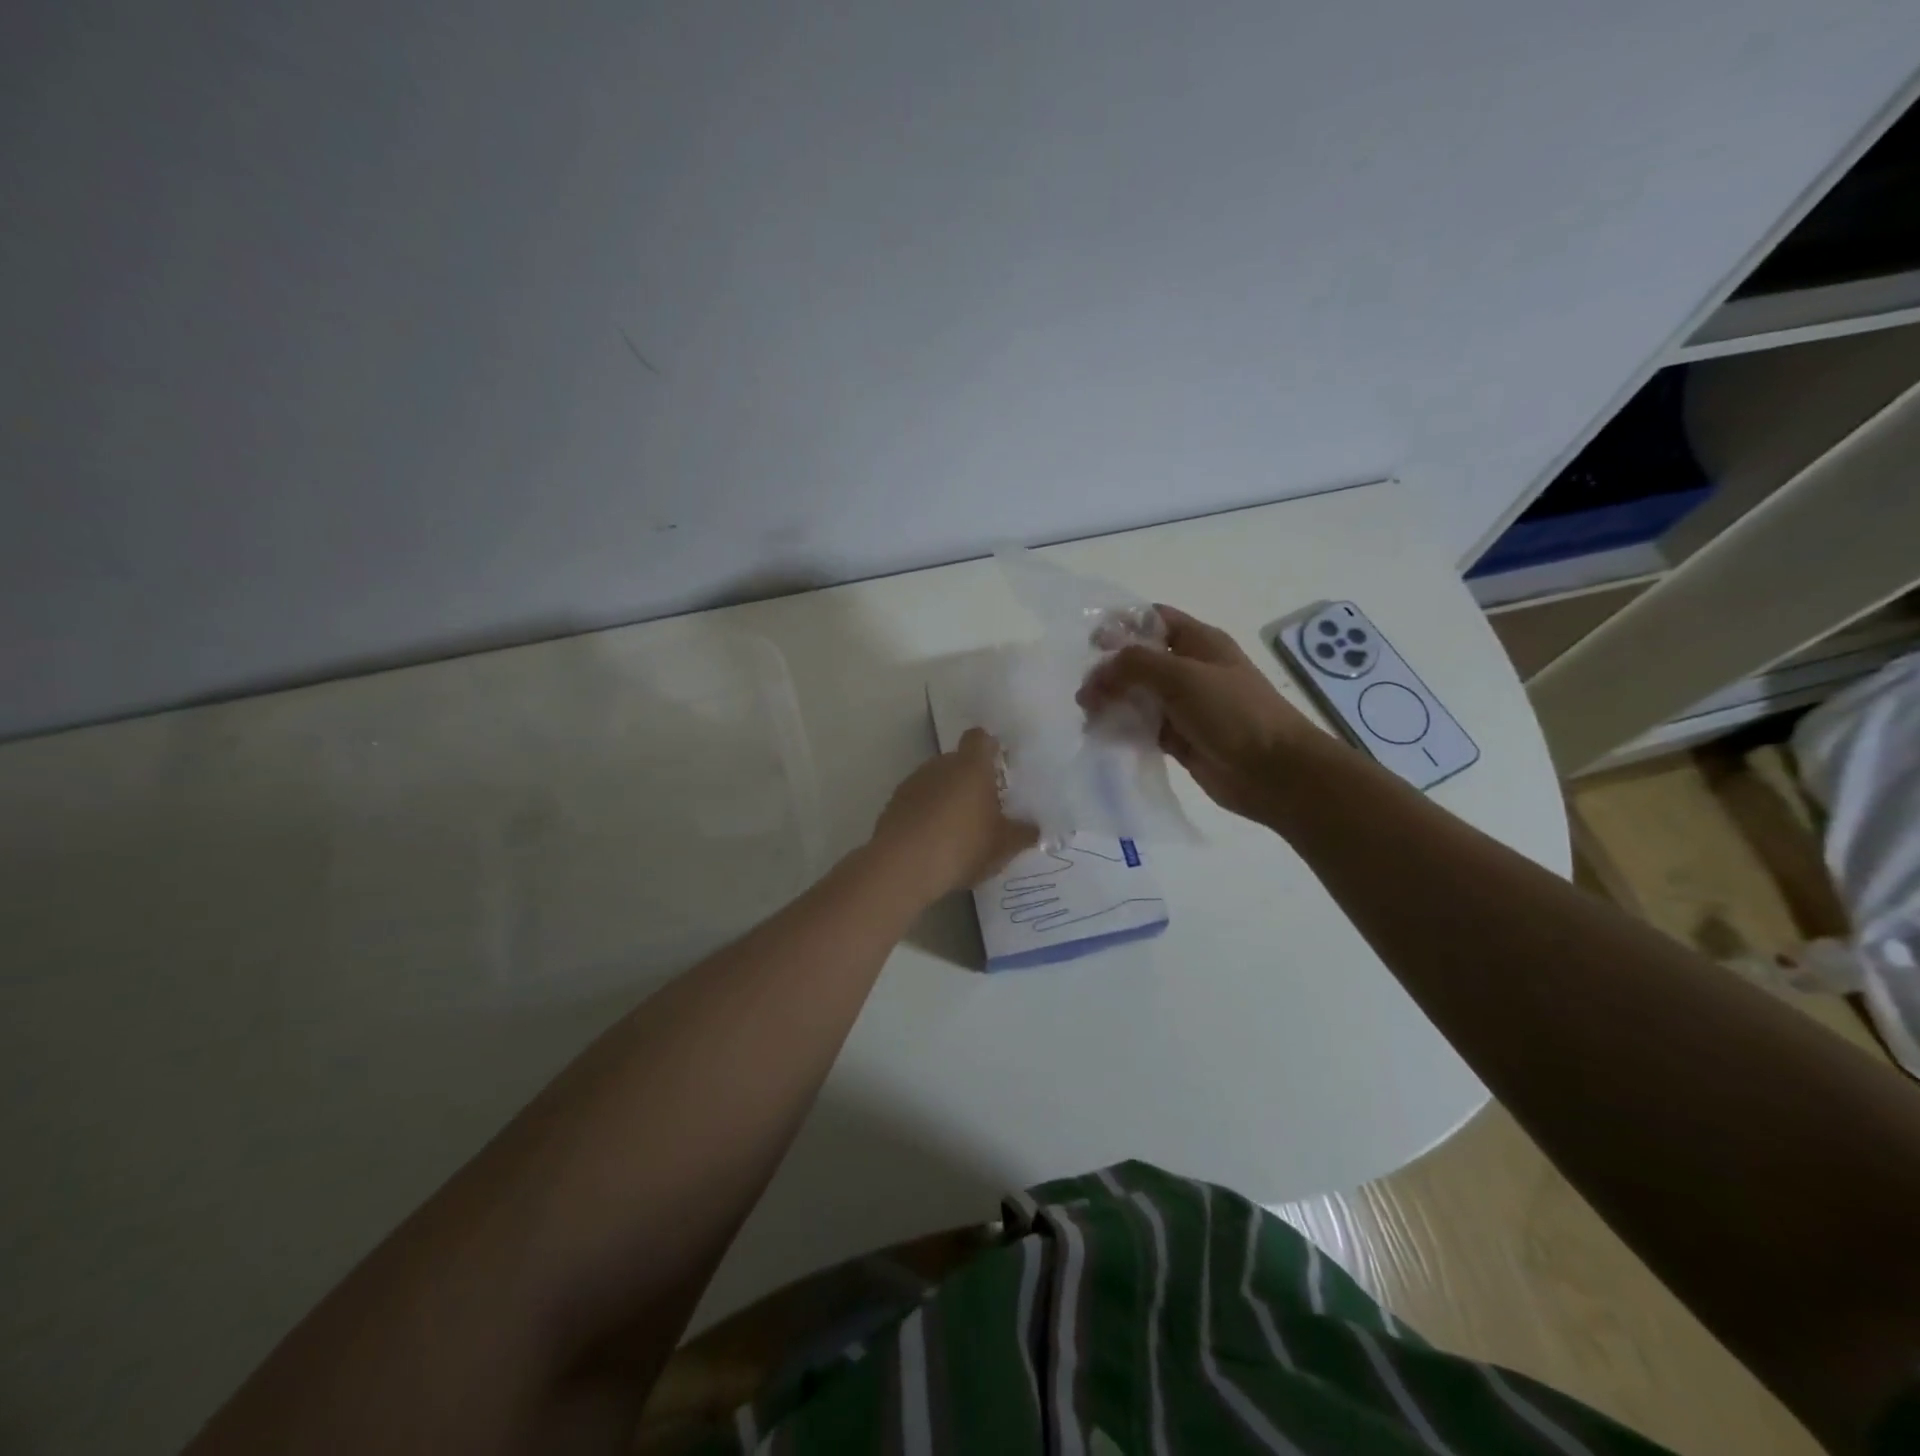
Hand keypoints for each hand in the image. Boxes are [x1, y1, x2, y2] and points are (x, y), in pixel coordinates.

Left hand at [870, 728, 1037, 902]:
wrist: (901, 867)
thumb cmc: (962, 846)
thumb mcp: (1003, 846)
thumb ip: (1023, 834)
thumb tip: (1034, 828)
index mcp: (971, 767)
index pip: (980, 738)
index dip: (990, 748)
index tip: (999, 766)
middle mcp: (940, 765)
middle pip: (958, 762)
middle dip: (970, 780)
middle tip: (985, 808)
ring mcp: (913, 783)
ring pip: (936, 782)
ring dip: (947, 798)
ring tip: (958, 831)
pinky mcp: (893, 805)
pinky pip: (917, 802)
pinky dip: (926, 815)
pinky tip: (934, 843)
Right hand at [1077, 605, 1324, 824]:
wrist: (1274, 771)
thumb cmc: (1233, 712)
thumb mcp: (1182, 676)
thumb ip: (1134, 666)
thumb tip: (1096, 675)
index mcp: (1199, 642)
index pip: (1153, 620)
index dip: (1121, 626)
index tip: (1089, 644)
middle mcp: (1190, 670)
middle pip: (1140, 660)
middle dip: (1109, 670)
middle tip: (1084, 692)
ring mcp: (1185, 706)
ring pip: (1138, 696)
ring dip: (1112, 702)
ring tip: (1088, 716)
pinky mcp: (1180, 739)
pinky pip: (1144, 728)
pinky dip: (1123, 729)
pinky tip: (1102, 736)